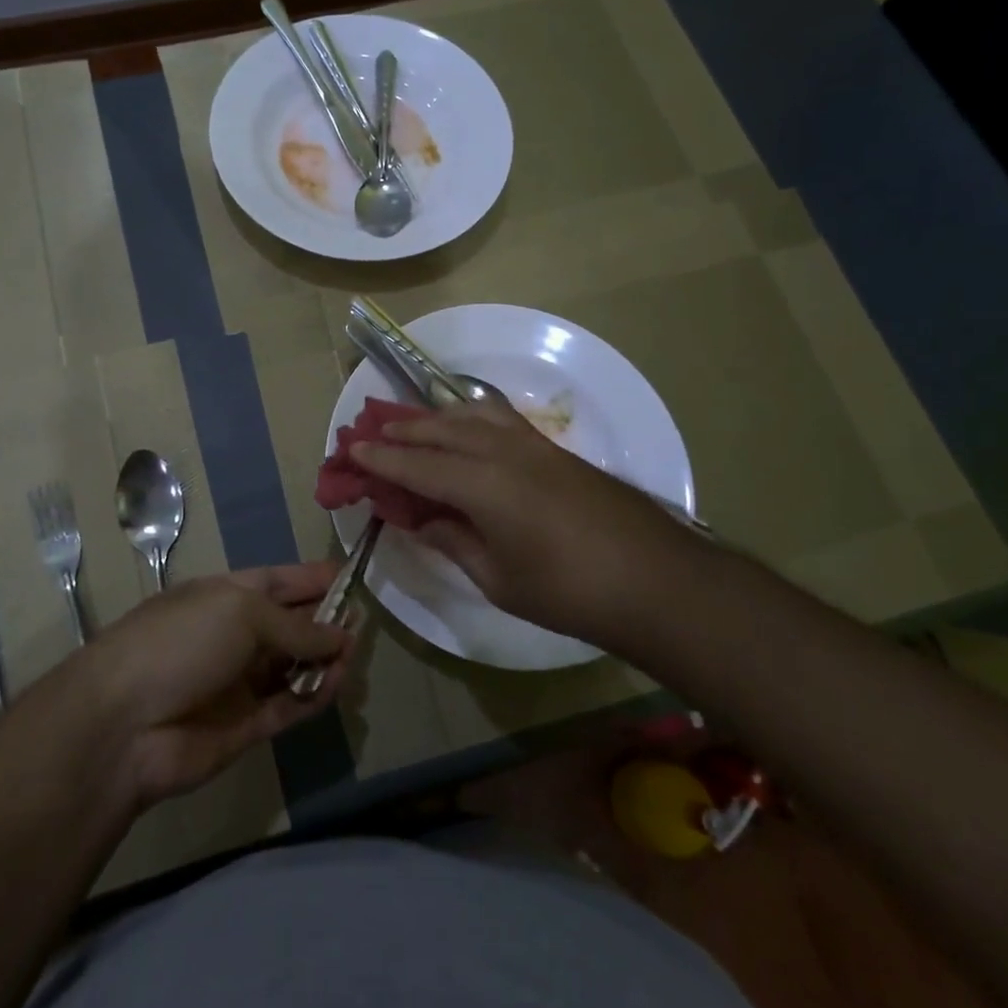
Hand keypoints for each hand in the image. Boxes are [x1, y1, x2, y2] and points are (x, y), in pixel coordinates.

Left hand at [79, 565, 352, 808]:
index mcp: (229, 595)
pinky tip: (336, 686)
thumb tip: (341, 635)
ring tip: (350, 659)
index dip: (315, 579)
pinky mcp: (246, 725)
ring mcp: (240, 681)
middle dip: (326, 622)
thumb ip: (296, 626)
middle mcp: (236, 634)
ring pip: (294, 667)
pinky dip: (314, 697)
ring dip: (324, 661)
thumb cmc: (182, 642)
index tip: (354, 578)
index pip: (281, 581)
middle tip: (361, 626)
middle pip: (291, 624)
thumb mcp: (241, 613)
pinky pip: (289, 706)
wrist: (124, 723)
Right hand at [352, 401, 705, 640]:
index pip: (417, 466)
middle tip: (370, 432)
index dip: (380, 459)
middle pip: (438, 432)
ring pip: (469, 417)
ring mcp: (531, 446)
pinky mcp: (553, 449)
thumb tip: (423, 521)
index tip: (351, 451)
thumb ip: (454, 542)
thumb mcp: (499, 579)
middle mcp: (502, 453)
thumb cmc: (570, 592)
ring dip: (433, 418)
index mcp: (482, 487)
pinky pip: (498, 419)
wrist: (656, 580)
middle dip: (400, 431)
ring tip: (409, 423)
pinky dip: (470, 416)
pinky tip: (465, 422)